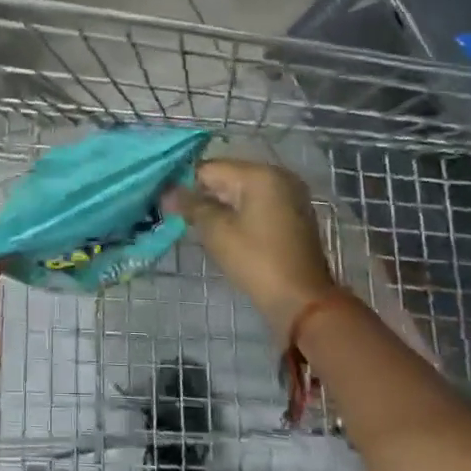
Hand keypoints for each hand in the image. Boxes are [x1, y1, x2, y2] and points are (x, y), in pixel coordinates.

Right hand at [166, 160, 340, 331]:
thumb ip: (191, 205)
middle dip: (203, 195)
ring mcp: (289, 196)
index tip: (166, 204)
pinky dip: (240, 213)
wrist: (303, 302)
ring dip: (220, 205)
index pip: (209, 168)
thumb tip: (168, 192)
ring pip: (242, 192)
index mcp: (259, 174)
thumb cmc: (257, 261)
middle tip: (179, 217)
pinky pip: (257, 204)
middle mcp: (277, 176)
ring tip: (199, 226)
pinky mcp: (294, 216)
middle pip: (227, 177)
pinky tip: (225, 232)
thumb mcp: (217, 232)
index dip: (184, 184)